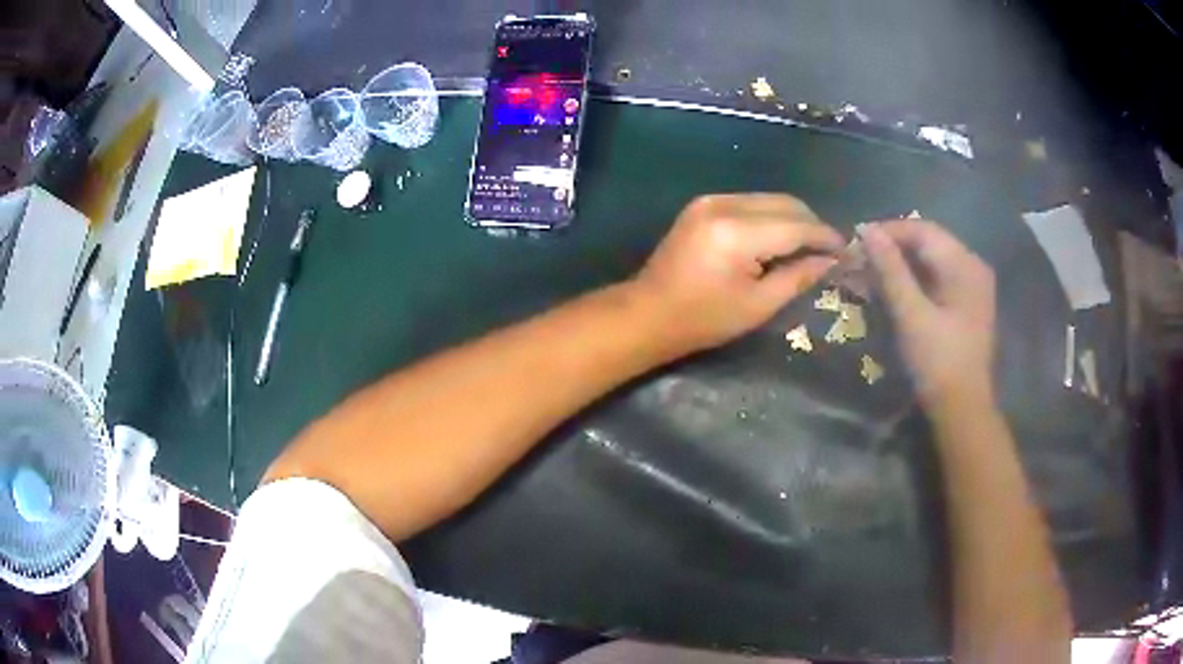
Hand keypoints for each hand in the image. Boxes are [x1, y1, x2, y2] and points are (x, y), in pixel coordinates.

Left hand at [634, 194, 842, 354]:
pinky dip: (771, 217)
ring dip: (794, 219)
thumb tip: (831, 261)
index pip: (797, 225)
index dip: (825, 237)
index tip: (847, 249)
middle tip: (829, 251)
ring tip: (808, 247)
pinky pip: (751, 202)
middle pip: (786, 203)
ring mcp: (711, 200)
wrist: (648, 312)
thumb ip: (798, 277)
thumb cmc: (703, 319)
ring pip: (770, 199)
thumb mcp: (758, 306)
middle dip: (812, 225)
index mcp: (737, 233)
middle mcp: (724, 205)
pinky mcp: (703, 203)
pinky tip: (779, 240)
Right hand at [860, 220, 995, 407]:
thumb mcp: (911, 315)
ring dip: (900, 265)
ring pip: (930, 261)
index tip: (856, 242)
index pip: (922, 230)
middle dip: (892, 248)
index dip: (888, 231)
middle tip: (860, 261)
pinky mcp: (965, 304)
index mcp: (965, 265)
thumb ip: (890, 270)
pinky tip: (893, 291)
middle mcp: (972, 267)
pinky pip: (936, 279)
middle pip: (928, 242)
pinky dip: (913, 280)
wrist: (962, 410)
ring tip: (870, 276)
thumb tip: (867, 230)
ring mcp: (971, 286)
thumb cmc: (938, 363)